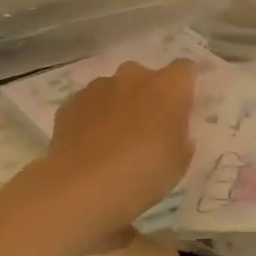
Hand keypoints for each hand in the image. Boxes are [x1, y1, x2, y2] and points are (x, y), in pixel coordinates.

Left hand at [46, 59, 196, 226]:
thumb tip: (171, 128)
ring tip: (115, 140)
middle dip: (149, 95)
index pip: (185, 68)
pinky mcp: (70, 104)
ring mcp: (98, 87)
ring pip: (115, 89)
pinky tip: (91, 146)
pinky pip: (89, 105)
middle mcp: (133, 77)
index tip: (184, 106)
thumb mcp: (180, 160)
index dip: (185, 85)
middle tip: (149, 127)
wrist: (83, 187)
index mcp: (168, 87)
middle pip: (147, 76)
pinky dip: (93, 118)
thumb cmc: (144, 173)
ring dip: (120, 105)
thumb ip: (180, 135)